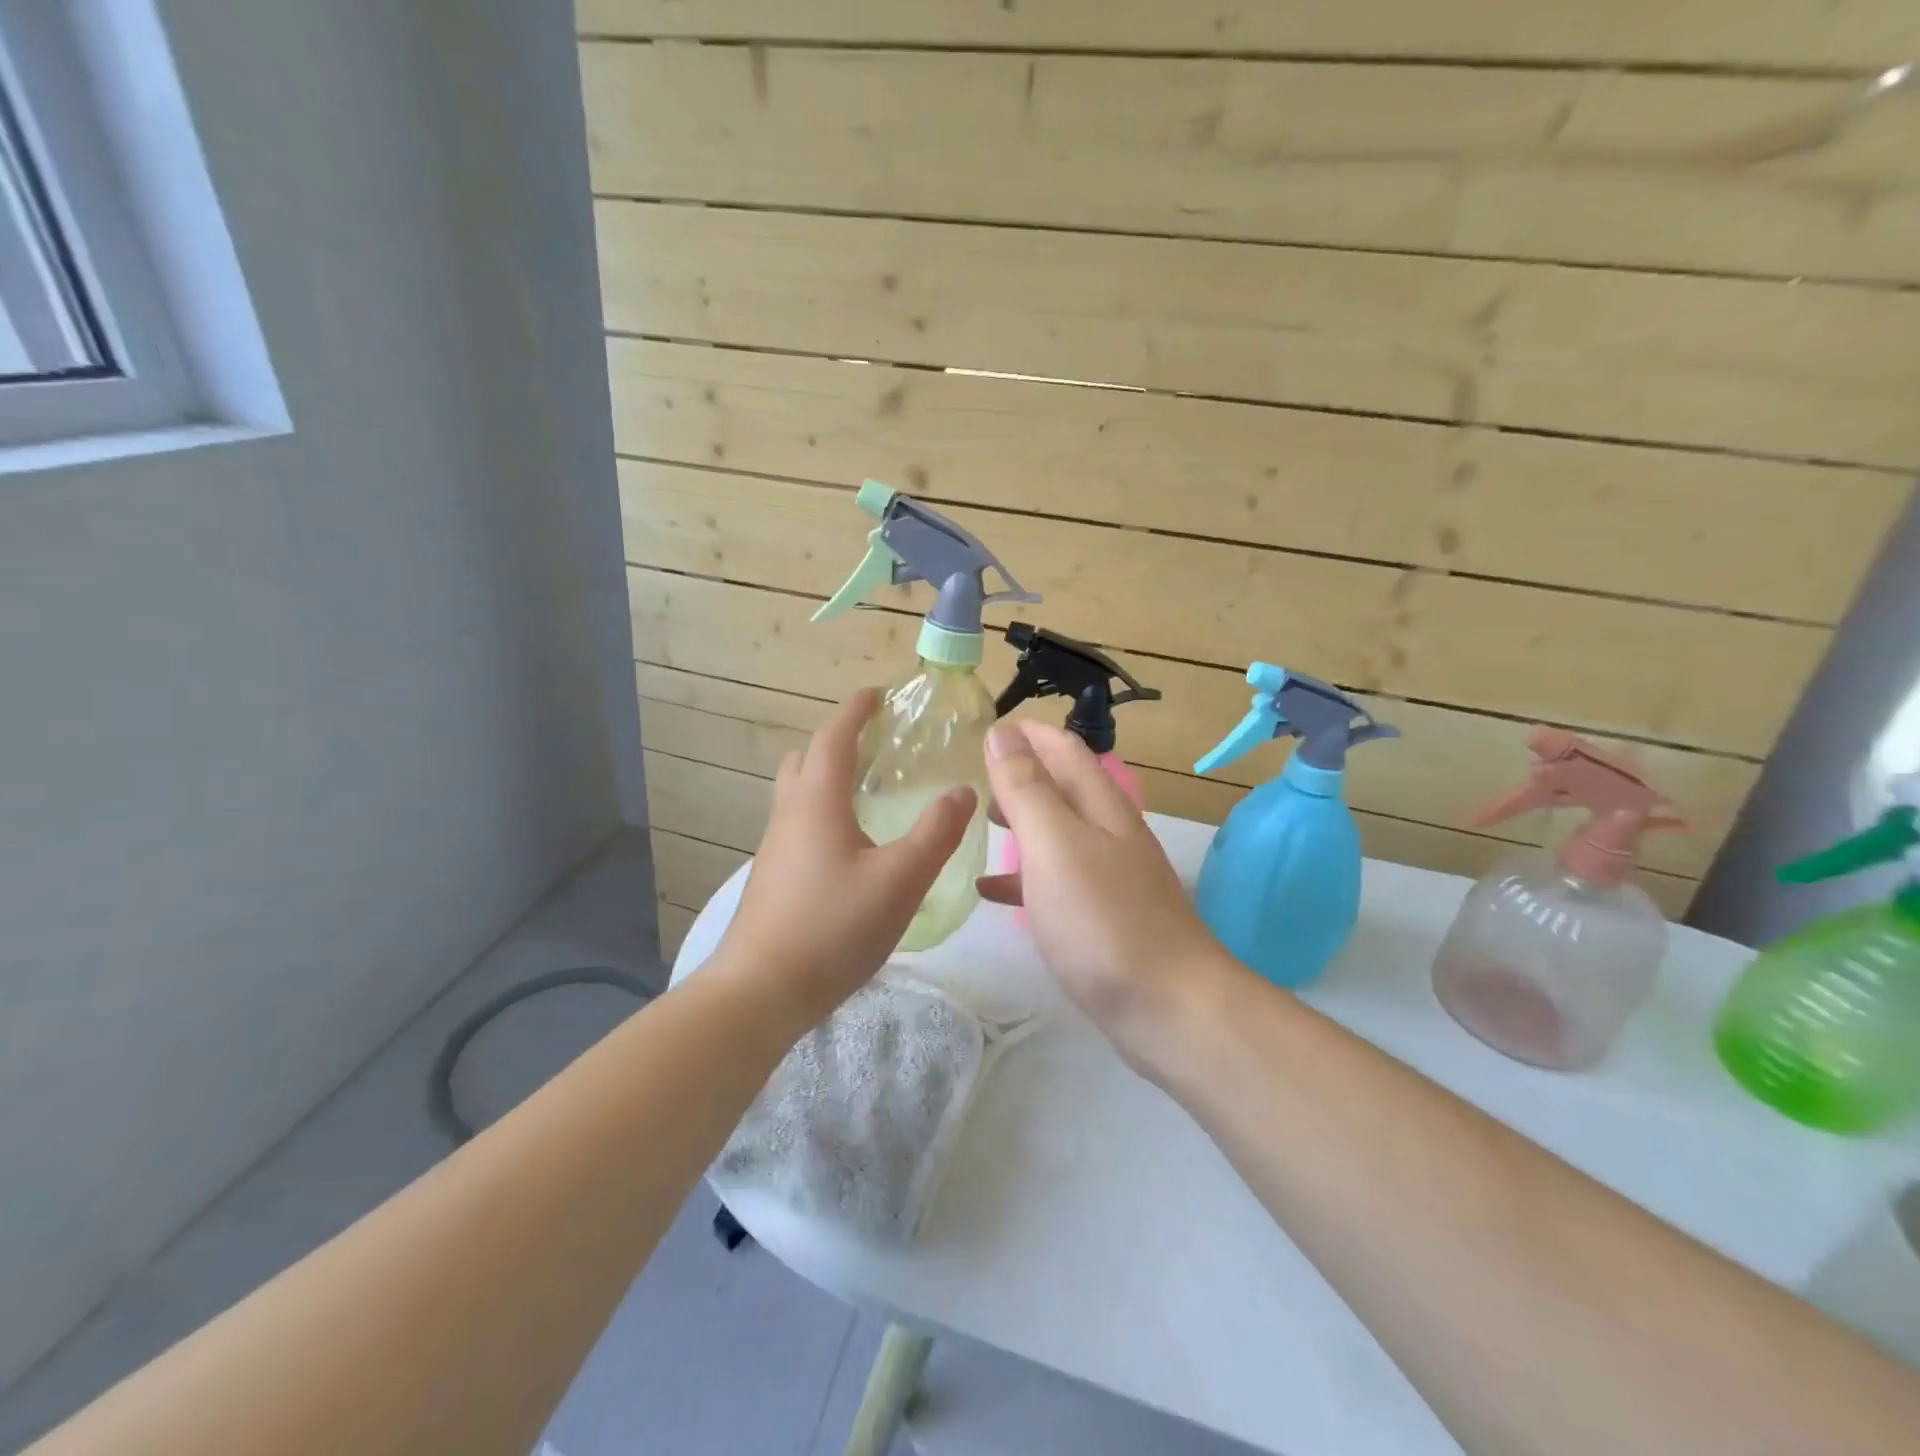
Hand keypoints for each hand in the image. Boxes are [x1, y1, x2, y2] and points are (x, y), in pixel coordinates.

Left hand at [717, 689, 974, 1025]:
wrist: (761, 991)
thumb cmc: (832, 927)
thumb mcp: (900, 880)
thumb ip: (936, 833)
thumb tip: (962, 791)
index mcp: (817, 800)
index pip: (833, 737)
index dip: (855, 710)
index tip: (877, 694)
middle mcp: (790, 814)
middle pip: (806, 759)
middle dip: (838, 742)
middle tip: (876, 746)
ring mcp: (776, 847)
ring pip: (798, 794)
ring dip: (828, 778)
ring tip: (870, 794)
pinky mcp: (774, 877)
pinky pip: (799, 824)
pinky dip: (824, 812)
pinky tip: (853, 847)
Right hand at [976, 720, 1233, 1071]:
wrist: (1169, 1008)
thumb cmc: (1103, 919)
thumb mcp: (1054, 844)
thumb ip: (1026, 788)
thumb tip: (1003, 732)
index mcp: (1100, 805)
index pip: (1063, 748)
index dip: (1027, 732)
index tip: (986, 727)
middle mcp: (1109, 832)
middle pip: (1062, 787)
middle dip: (1021, 774)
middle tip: (974, 776)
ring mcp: (1109, 877)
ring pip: (1057, 833)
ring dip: (1021, 820)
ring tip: (979, 822)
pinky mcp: (1103, 917)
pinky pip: (1055, 881)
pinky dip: (1023, 875)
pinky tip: (991, 890)